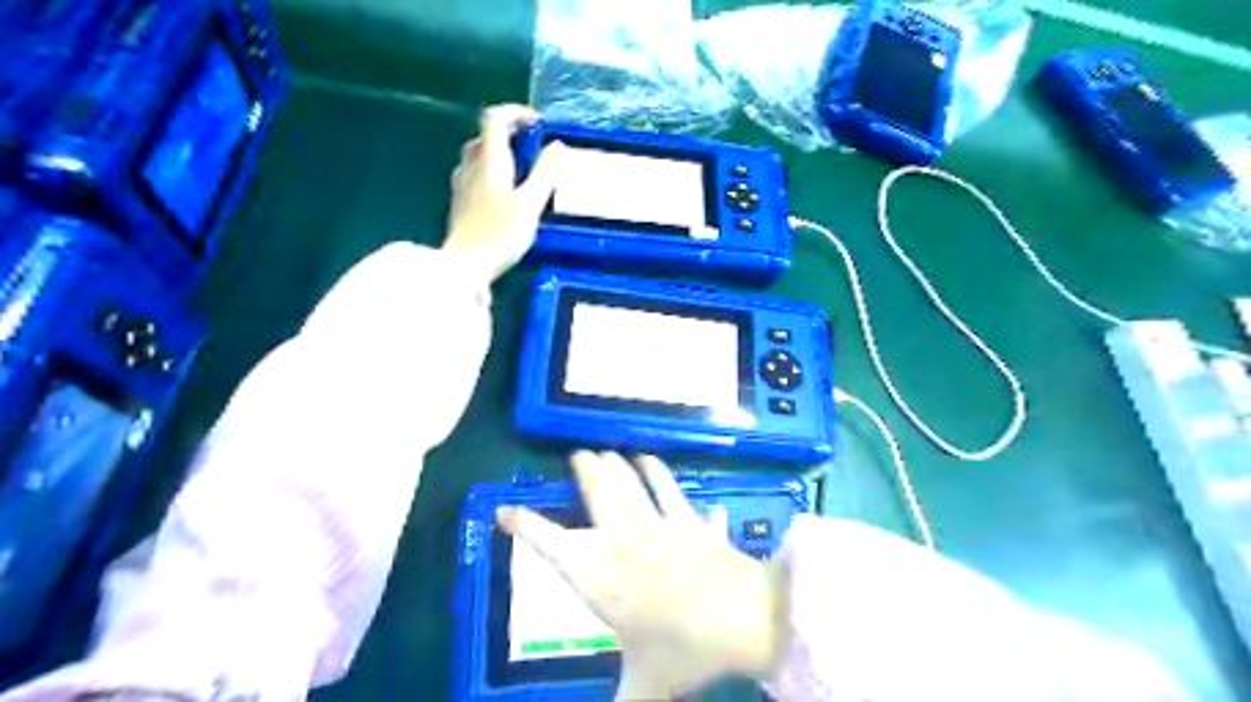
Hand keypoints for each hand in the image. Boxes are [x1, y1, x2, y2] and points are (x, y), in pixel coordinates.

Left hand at [444, 103, 560, 279]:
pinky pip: (476, 176)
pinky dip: (493, 174)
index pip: (494, 118)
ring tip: (524, 173)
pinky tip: (506, 196)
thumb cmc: (500, 234)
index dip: (516, 113)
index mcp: (489, 160)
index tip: (538, 125)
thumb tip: (556, 146)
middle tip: (535, 150)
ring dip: (501, 156)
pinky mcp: (460, 204)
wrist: (465, 266)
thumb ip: (545, 174)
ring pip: (479, 157)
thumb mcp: (530, 204)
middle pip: (486, 136)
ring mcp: (462, 185)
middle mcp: (471, 165)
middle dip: (510, 135)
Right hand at [499, 453, 778, 697]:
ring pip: (634, 485)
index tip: (504, 511)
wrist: (746, 619)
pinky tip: (656, 463)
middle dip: (586, 471)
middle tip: (579, 453)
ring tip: (610, 452)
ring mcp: (663, 527)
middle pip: (600, 496)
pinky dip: (663, 475)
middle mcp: (627, 543)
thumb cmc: (686, 650)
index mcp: (603, 578)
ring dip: (620, 466)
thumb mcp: (646, 686)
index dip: (527, 527)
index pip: (554, 547)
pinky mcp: (694, 524)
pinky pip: (675, 492)